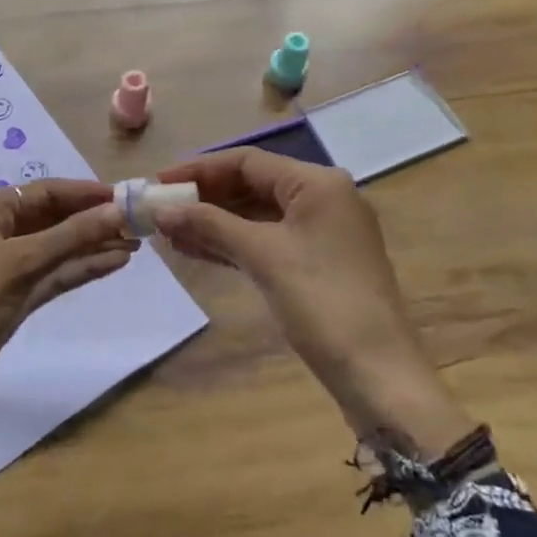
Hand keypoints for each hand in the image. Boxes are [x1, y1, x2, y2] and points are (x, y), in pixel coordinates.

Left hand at [0, 180, 135, 436]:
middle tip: (136, 221)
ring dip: (90, 245)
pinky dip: (79, 269)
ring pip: (54, 249)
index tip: (125, 196)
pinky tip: (113, 263)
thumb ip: (72, 235)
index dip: (83, 193)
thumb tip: (120, 208)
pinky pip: (51, 276)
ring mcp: (1, 270)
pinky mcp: (10, 302)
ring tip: (134, 242)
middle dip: (90, 219)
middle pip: (49, 218)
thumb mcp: (22, 262)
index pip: (41, 192)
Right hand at [153, 148, 472, 455]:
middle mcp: (322, 198)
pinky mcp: (316, 262)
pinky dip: (232, 242)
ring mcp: (321, 232)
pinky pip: (266, 240)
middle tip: (160, 209)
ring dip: (213, 221)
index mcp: (317, 183)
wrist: (378, 374)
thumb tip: (160, 208)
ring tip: (168, 231)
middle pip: (251, 185)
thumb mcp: (262, 255)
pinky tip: (196, 249)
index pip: (247, 161)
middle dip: (204, 197)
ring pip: (256, 215)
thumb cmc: (321, 301)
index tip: (158, 181)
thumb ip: (209, 224)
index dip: (199, 169)